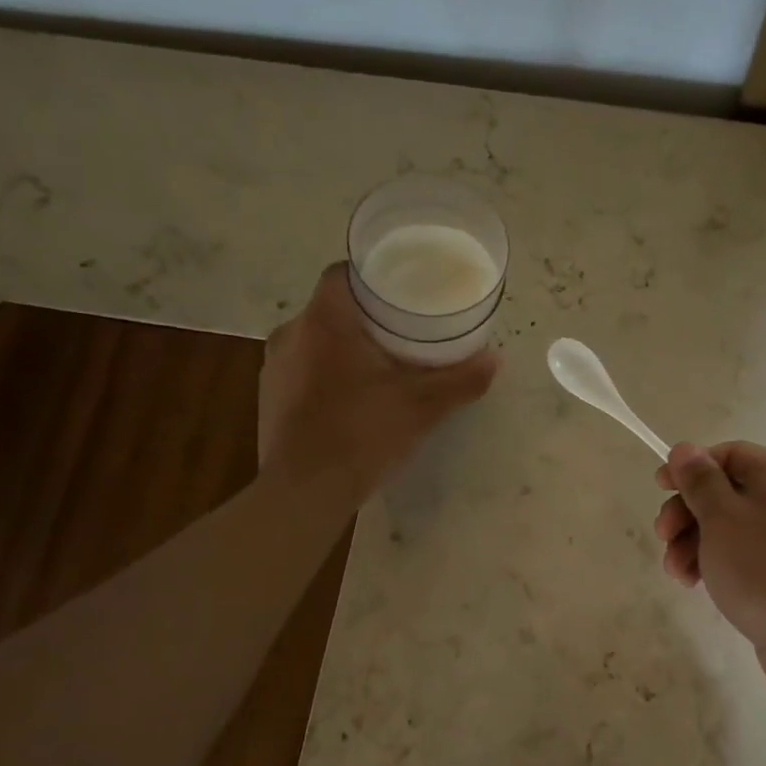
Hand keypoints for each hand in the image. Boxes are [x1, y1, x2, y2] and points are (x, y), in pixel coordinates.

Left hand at [259, 264, 497, 498]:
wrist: (304, 492)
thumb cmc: (361, 434)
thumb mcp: (421, 407)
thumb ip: (460, 380)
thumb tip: (495, 360)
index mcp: (324, 321)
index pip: (342, 273)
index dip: (373, 276)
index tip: (401, 290)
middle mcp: (291, 334)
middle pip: (332, 308)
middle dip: (366, 316)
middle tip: (403, 331)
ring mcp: (274, 368)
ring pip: (316, 340)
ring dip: (344, 347)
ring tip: (381, 365)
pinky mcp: (269, 398)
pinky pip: (303, 370)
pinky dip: (327, 373)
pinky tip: (352, 398)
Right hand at [653, 441, 765, 658]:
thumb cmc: (762, 568)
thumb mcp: (721, 518)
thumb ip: (700, 480)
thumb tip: (685, 448)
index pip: (728, 454)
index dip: (690, 467)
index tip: (659, 487)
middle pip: (724, 490)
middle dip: (686, 512)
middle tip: (662, 536)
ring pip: (727, 524)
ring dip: (692, 541)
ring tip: (675, 571)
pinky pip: (741, 551)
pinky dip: (713, 560)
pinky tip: (692, 581)